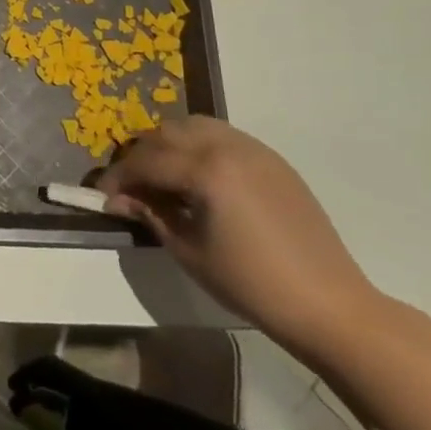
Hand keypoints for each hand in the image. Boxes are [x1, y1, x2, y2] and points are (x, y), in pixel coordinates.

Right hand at [98, 116, 391, 357]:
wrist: (328, 304)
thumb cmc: (251, 284)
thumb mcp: (189, 251)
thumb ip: (151, 214)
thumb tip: (118, 198)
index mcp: (207, 170)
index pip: (147, 161)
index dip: (118, 176)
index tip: (102, 194)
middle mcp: (228, 146)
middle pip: (166, 134)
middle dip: (141, 156)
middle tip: (131, 186)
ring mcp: (254, 149)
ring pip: (194, 126)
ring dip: (169, 144)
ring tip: (163, 176)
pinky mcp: (272, 159)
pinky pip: (222, 136)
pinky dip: (199, 146)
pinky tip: (198, 178)